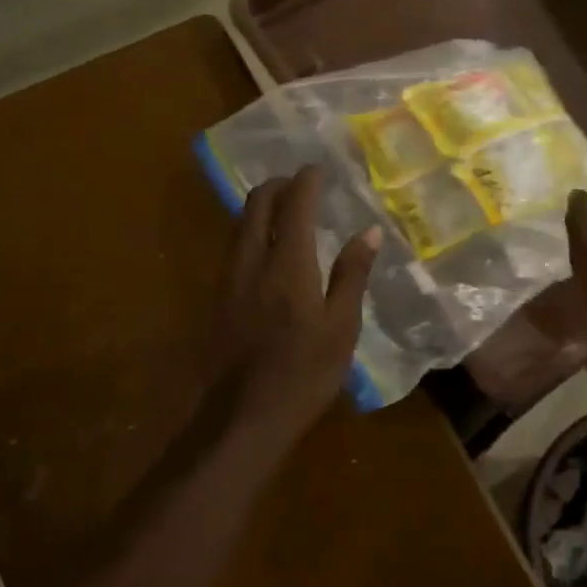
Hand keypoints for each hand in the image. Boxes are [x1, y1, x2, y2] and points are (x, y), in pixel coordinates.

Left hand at [207, 165, 379, 441]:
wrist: (243, 417)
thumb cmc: (304, 373)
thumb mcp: (342, 327)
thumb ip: (352, 274)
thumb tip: (368, 230)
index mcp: (288, 264)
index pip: (295, 203)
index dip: (307, 179)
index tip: (320, 169)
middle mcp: (252, 260)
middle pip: (256, 203)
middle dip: (278, 184)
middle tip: (302, 185)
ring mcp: (229, 278)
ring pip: (240, 223)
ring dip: (261, 206)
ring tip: (286, 210)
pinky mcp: (217, 297)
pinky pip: (233, 246)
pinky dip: (251, 231)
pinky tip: (267, 248)